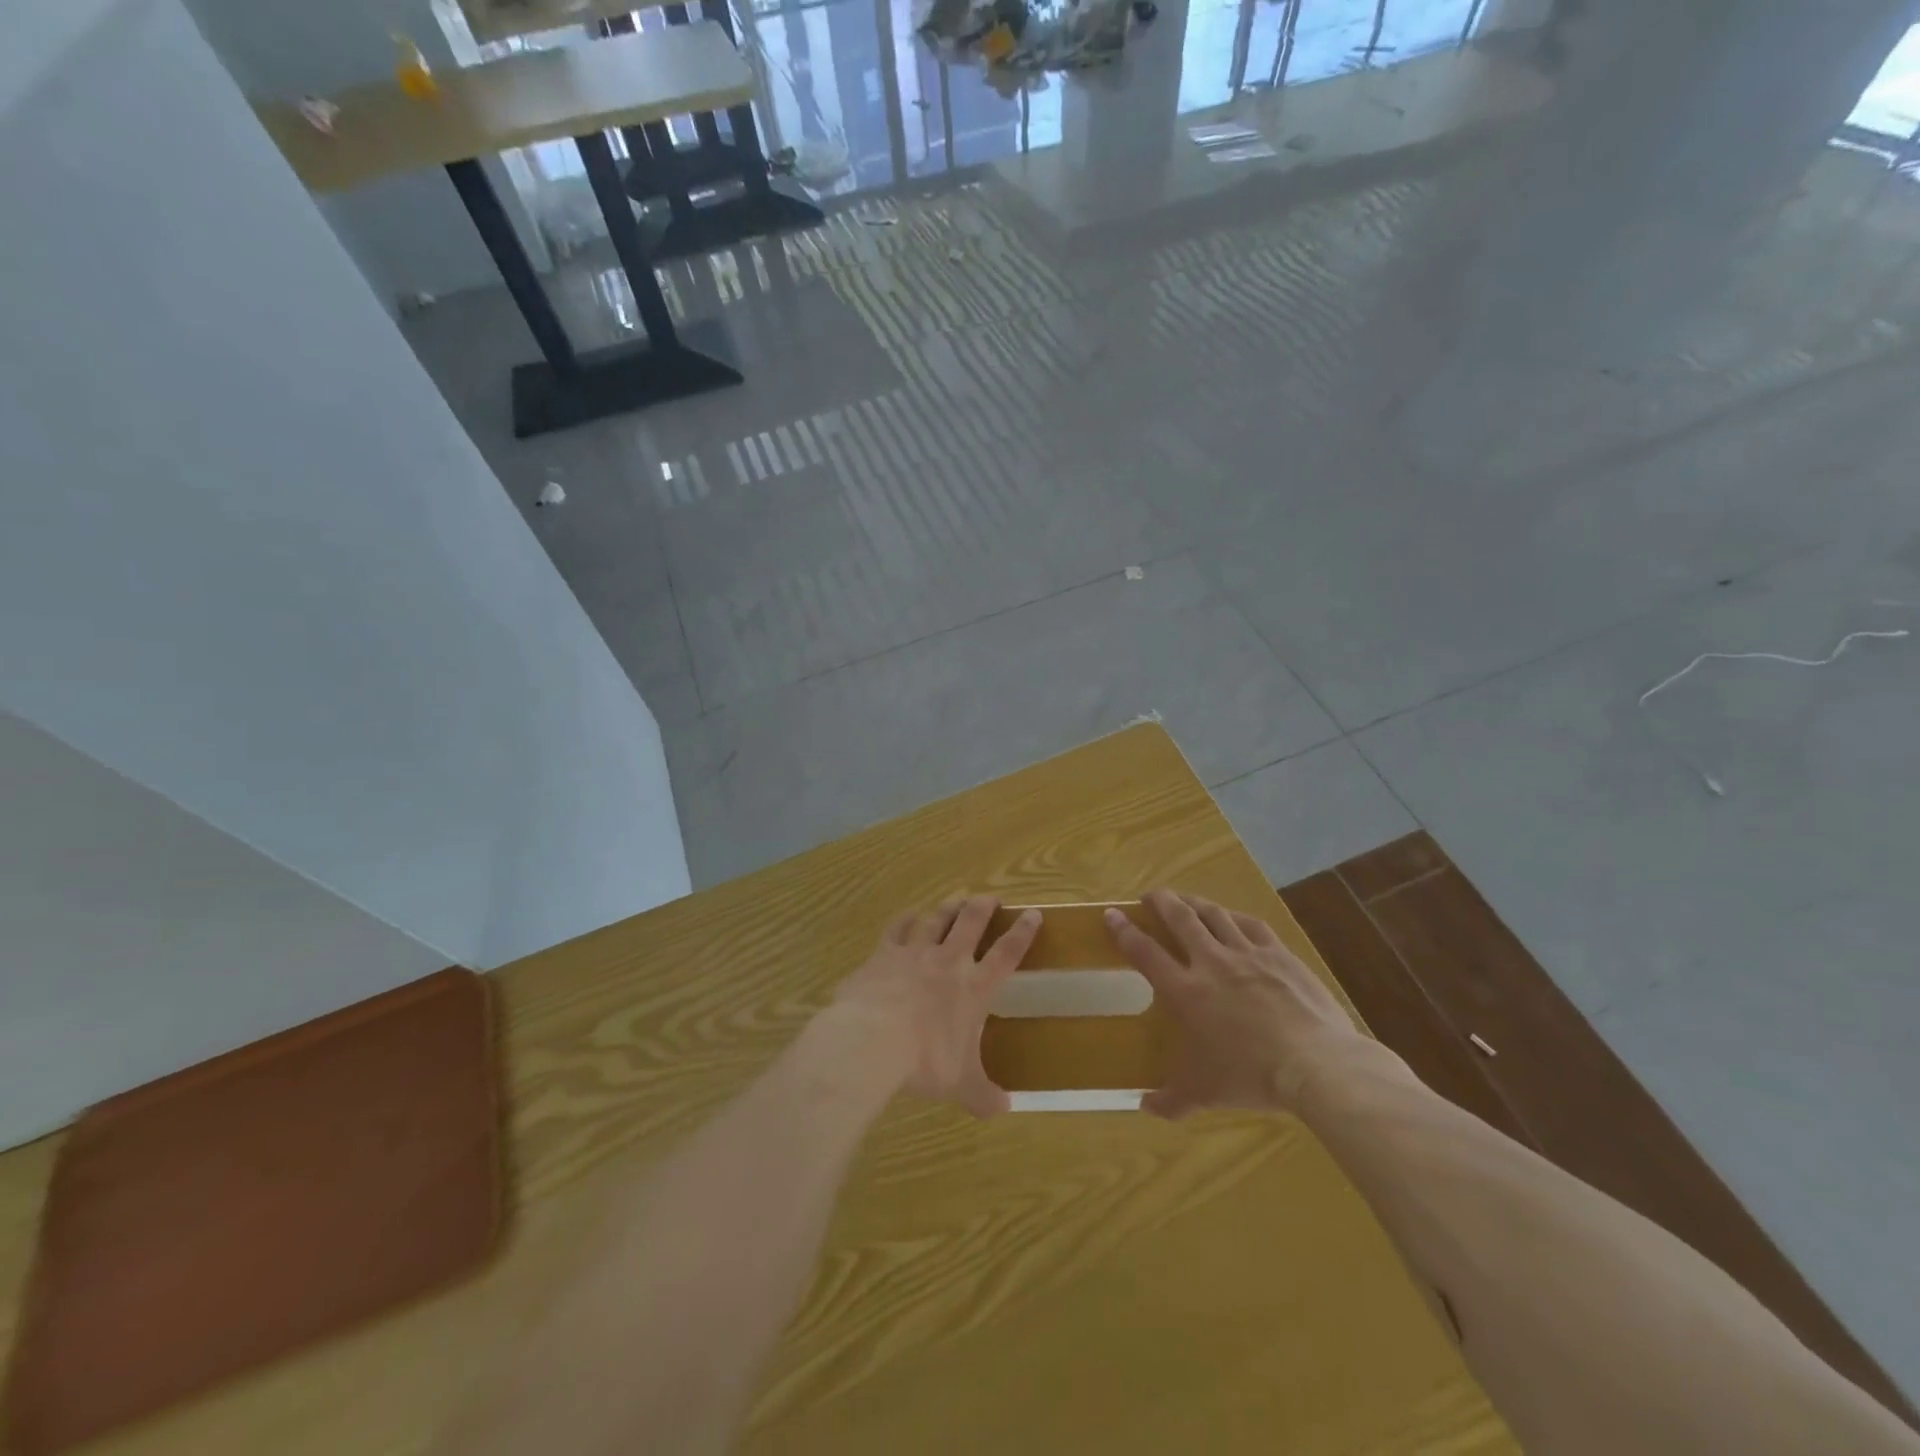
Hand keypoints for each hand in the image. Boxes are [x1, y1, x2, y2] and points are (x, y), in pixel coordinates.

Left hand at [829, 896, 1040, 1117]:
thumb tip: (1004, 1109)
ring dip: (948, 908)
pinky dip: (906, 918)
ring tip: (956, 900)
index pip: (1007, 954)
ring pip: (937, 919)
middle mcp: (949, 961)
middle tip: (991, 897)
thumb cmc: (924, 1061)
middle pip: (971, 922)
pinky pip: (898, 927)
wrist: (872, 1040)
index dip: (1023, 933)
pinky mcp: (884, 953)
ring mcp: (915, 952)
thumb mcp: (960, 1084)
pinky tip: (910, 914)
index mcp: (974, 988)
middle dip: (984, 906)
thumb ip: (983, 1094)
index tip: (1032, 914)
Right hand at [1105, 888, 1366, 1116]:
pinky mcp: (1280, 954)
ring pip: (1215, 915)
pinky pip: (1252, 925)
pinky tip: (1233, 917)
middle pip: (1180, 918)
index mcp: (1186, 991)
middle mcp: (1212, 962)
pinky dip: (1236, 917)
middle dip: (1161, 901)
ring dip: (1196, 903)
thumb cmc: (1251, 1076)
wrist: (1315, 1063)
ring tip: (1186, 900)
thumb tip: (1145, 1108)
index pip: (1146, 952)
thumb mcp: (1205, 1092)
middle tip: (1151, 895)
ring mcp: (1248, 954)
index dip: (1125, 931)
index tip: (1112, 914)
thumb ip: (1172, 1099)